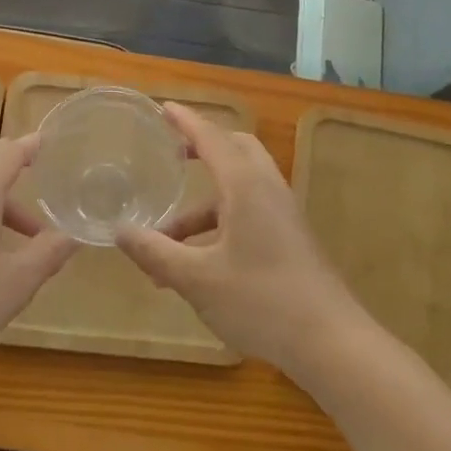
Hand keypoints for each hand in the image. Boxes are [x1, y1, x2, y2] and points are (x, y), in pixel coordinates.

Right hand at [114, 104, 363, 374]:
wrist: (331, 343)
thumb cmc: (261, 301)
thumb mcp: (197, 279)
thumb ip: (156, 252)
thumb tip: (119, 231)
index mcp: (245, 185)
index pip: (211, 138)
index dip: (185, 122)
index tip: (164, 108)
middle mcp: (267, 189)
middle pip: (236, 150)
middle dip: (202, 149)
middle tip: (172, 156)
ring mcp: (283, 214)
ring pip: (240, 189)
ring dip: (203, 205)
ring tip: (165, 239)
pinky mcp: (290, 239)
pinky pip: (250, 213)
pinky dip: (220, 224)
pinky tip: (196, 265)